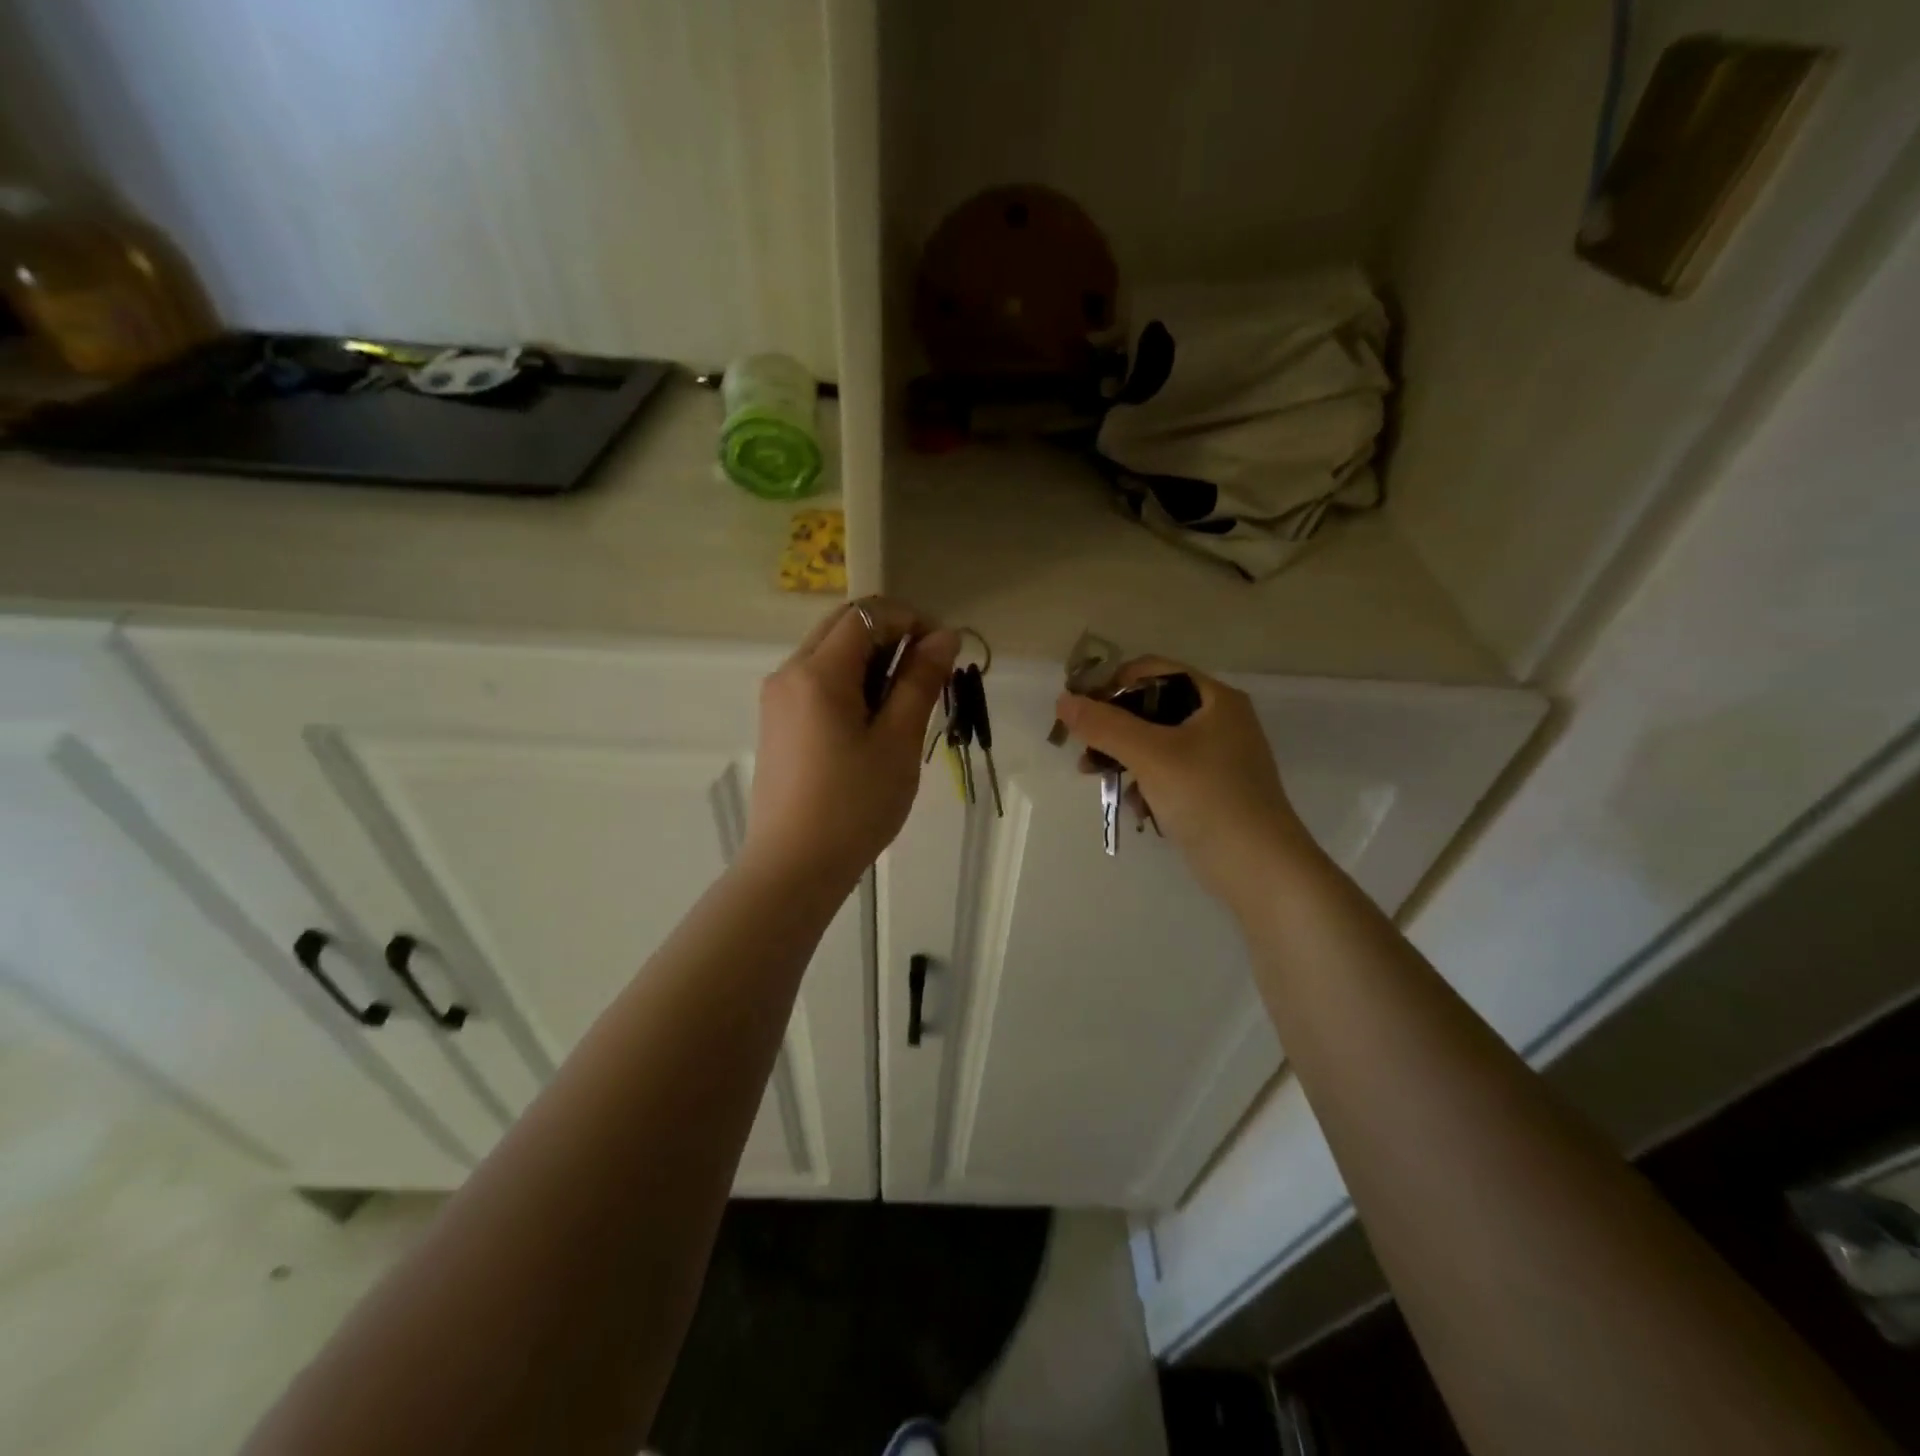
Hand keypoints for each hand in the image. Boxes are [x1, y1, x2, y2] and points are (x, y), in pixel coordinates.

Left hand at [743, 602, 958, 893]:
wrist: (793, 867)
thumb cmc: (854, 805)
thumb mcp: (897, 742)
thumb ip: (920, 681)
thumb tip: (944, 636)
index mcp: (817, 672)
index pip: (867, 613)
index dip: (910, 619)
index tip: (941, 650)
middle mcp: (789, 672)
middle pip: (843, 625)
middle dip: (890, 634)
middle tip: (926, 674)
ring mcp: (777, 698)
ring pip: (829, 652)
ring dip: (870, 659)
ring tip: (903, 704)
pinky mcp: (776, 721)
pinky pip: (816, 680)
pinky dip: (849, 682)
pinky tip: (871, 722)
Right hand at [1053, 657, 1320, 904]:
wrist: (1259, 869)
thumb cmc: (1208, 798)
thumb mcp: (1151, 755)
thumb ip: (1104, 725)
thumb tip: (1063, 701)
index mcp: (1214, 698)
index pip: (1151, 670)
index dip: (1111, 685)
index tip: (1081, 712)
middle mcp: (1219, 719)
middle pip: (1150, 706)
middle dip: (1113, 728)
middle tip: (1084, 751)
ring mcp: (1217, 756)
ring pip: (1154, 742)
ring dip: (1123, 758)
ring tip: (1097, 779)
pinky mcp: (1211, 789)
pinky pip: (1166, 772)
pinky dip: (1145, 783)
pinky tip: (1135, 808)